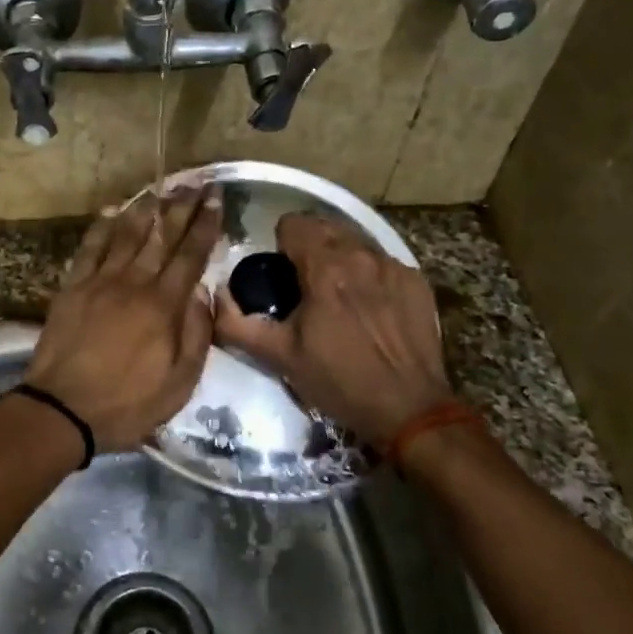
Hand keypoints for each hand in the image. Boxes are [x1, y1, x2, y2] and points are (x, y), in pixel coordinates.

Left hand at [24, 187, 222, 450]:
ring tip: (160, 187)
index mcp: (163, 306)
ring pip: (126, 234)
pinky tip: (112, 210)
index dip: (205, 224)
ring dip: (145, 208)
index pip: (191, 255)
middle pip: (161, 236)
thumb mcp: (179, 383)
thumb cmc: (127, 403)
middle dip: (181, 206)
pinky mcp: (72, 287)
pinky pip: (89, 248)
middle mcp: (134, 283)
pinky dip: (102, 226)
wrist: (62, 410)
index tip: (216, 197)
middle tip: (195, 181)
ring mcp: (99, 281)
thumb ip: (196, 335)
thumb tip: (202, 293)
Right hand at [212, 213, 452, 447]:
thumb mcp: (279, 356)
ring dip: (340, 259)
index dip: (280, 244)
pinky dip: (368, 276)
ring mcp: (394, 267)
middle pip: (325, 227)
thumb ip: (238, 323)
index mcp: (325, 267)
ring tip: (337, 297)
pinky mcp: (416, 282)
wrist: (409, 409)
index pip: (294, 223)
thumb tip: (216, 296)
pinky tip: (368, 309)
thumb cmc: (339, 381)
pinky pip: (382, 263)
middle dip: (309, 248)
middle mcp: (362, 255)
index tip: (279, 274)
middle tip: (303, 286)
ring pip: (355, 243)